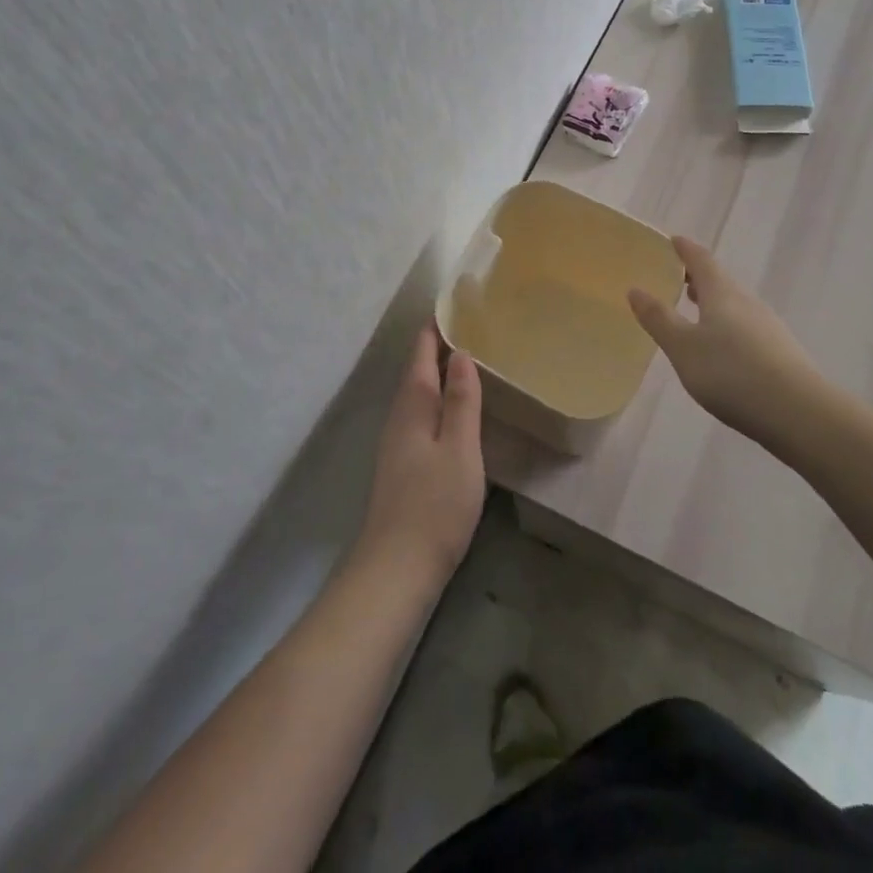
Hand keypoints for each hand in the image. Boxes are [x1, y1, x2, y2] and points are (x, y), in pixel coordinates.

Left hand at [356, 322, 484, 588]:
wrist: (396, 569)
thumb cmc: (435, 505)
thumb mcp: (460, 449)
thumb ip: (462, 401)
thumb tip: (461, 354)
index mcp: (412, 404)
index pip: (421, 351)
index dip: (437, 325)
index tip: (459, 303)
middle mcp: (399, 416)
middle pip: (417, 369)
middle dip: (440, 345)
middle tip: (475, 325)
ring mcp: (397, 441)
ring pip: (418, 392)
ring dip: (439, 372)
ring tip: (471, 358)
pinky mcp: (402, 463)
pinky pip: (421, 413)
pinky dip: (439, 398)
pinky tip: (456, 408)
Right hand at [627, 236, 829, 445]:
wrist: (797, 412)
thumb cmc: (730, 373)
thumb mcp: (683, 347)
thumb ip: (658, 318)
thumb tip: (635, 289)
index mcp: (722, 294)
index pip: (701, 260)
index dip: (685, 249)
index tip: (673, 240)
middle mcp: (747, 302)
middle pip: (721, 281)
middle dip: (698, 277)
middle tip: (678, 277)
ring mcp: (768, 326)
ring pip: (735, 304)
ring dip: (714, 302)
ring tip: (695, 310)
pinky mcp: (779, 351)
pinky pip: (746, 326)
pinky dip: (728, 325)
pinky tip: (722, 347)